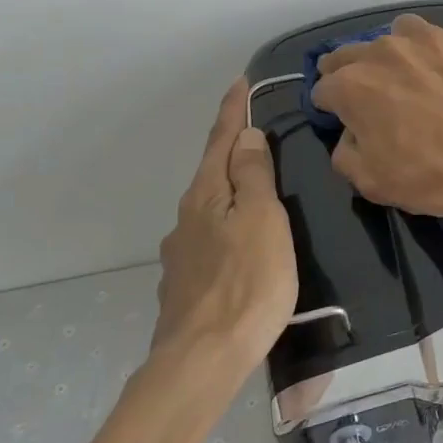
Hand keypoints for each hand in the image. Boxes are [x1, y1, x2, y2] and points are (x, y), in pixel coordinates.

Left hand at [153, 77, 297, 373]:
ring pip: (208, 209)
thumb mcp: (262, 220)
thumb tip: (246, 135)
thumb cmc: (247, 283)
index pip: (221, 141)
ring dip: (228, 191)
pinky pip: (208, 241)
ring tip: (255, 193)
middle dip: (230, 150)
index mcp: (206, 196)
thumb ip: (253, 176)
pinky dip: (225, 228)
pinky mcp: (184, 286)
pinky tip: (239, 246)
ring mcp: (180, 255)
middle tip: (255, 134)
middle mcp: (186, 219)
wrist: (202, 361)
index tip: (240, 81)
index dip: (232, 111)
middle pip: (211, 173)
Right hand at [311, 13, 442, 224]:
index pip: (323, 89)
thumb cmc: (432, 174)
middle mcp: (383, 51)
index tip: (343, 118)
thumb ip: (346, 153)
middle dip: (352, 72)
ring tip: (413, 75)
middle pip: (352, 54)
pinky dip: (441, 55)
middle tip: (371, 96)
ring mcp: (428, 38)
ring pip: (398, 34)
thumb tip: (350, 135)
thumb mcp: (372, 182)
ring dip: (396, 52)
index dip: (330, 106)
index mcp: (352, 85)